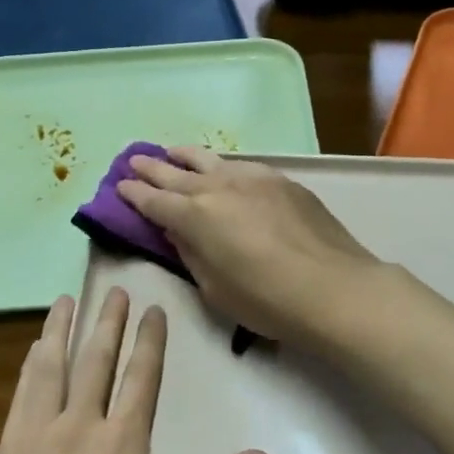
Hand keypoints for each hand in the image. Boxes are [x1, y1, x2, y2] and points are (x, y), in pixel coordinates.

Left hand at [0, 289, 271, 453]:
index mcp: (121, 441)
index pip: (140, 376)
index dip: (149, 340)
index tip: (153, 308)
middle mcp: (78, 425)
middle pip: (95, 361)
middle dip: (107, 322)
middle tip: (113, 289)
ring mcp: (38, 435)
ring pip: (52, 367)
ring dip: (61, 330)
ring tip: (65, 300)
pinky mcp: (8, 451)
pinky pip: (22, 393)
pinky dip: (31, 365)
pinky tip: (33, 352)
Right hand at [117, 148, 381, 347]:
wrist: (334, 288)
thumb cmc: (267, 301)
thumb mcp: (215, 289)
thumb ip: (191, 254)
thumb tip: (177, 231)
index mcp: (196, 217)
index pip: (154, 201)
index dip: (134, 194)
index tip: (119, 186)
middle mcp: (219, 187)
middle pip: (175, 173)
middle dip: (151, 167)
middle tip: (133, 160)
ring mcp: (252, 178)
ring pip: (209, 159)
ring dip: (183, 156)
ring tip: (170, 152)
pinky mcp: (281, 180)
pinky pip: (240, 166)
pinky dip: (221, 165)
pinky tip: (221, 169)